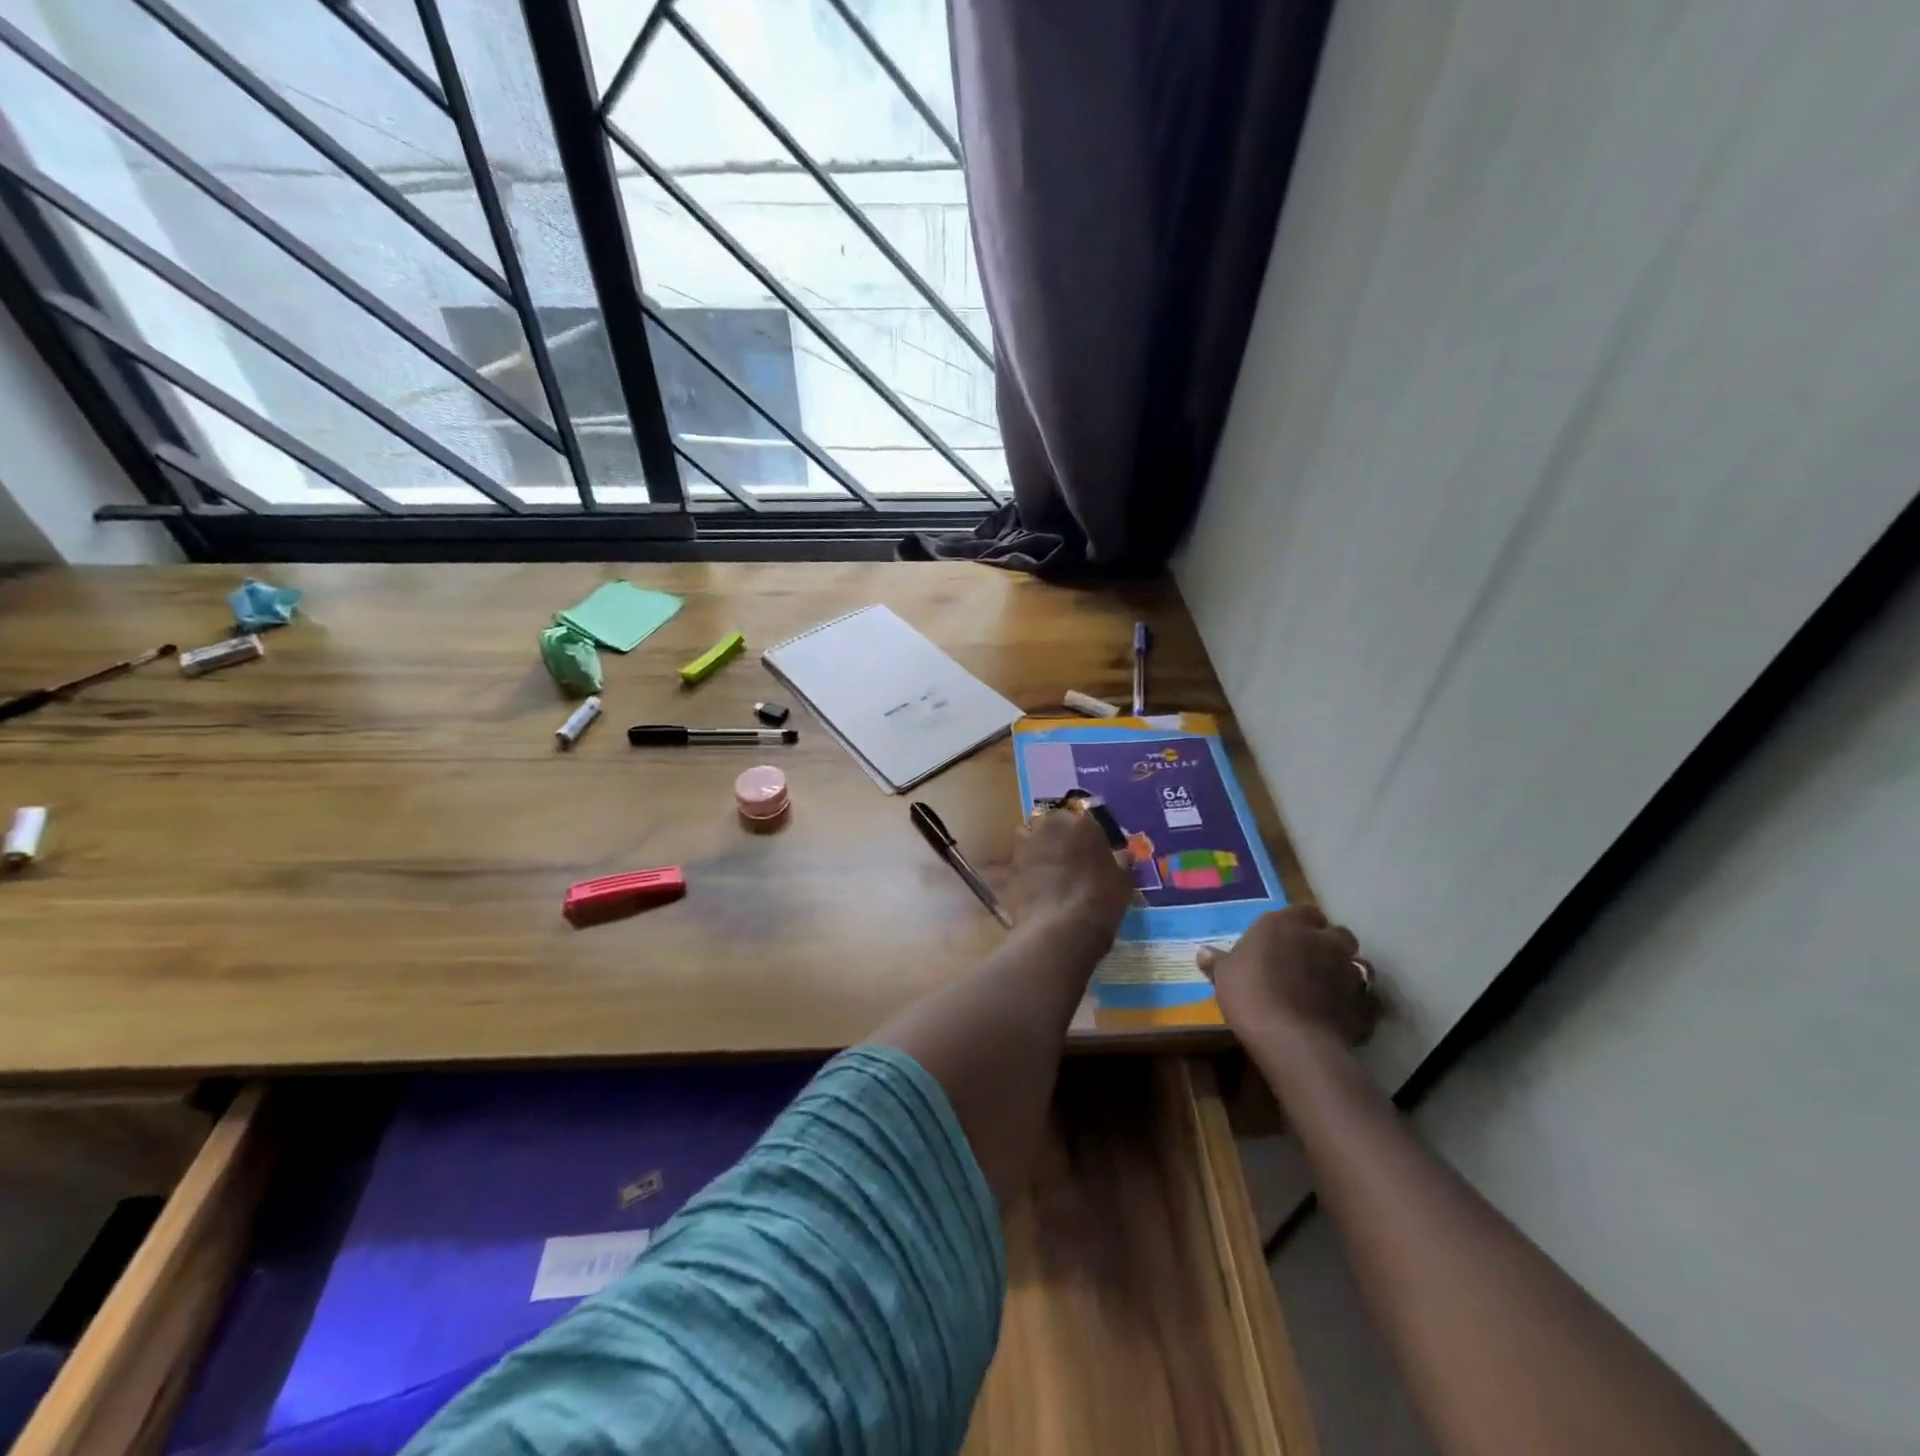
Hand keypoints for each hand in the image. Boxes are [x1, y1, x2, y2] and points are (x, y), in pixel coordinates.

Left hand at [1006, 803, 1134, 937]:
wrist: (1063, 927)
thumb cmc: (1101, 899)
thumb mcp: (1122, 880)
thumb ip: (1121, 862)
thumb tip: (1123, 855)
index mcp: (1081, 823)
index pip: (1080, 820)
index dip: (1082, 836)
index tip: (1086, 851)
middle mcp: (1050, 825)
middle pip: (1050, 824)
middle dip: (1055, 836)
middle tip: (1064, 859)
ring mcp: (1026, 844)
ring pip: (1029, 838)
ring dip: (1035, 848)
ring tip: (1044, 871)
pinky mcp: (1008, 865)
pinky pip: (1015, 862)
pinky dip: (1021, 869)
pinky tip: (1030, 885)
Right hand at [1198, 905, 1379, 1045]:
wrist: (1290, 1036)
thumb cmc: (1249, 992)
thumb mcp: (1224, 975)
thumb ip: (1219, 961)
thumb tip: (1202, 951)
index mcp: (1285, 924)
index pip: (1304, 911)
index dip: (1300, 923)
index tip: (1290, 937)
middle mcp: (1322, 940)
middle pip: (1338, 934)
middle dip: (1330, 945)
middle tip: (1313, 961)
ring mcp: (1348, 971)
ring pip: (1358, 964)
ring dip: (1347, 972)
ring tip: (1331, 989)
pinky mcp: (1364, 1004)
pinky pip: (1366, 1000)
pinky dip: (1358, 1005)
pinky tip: (1343, 1016)